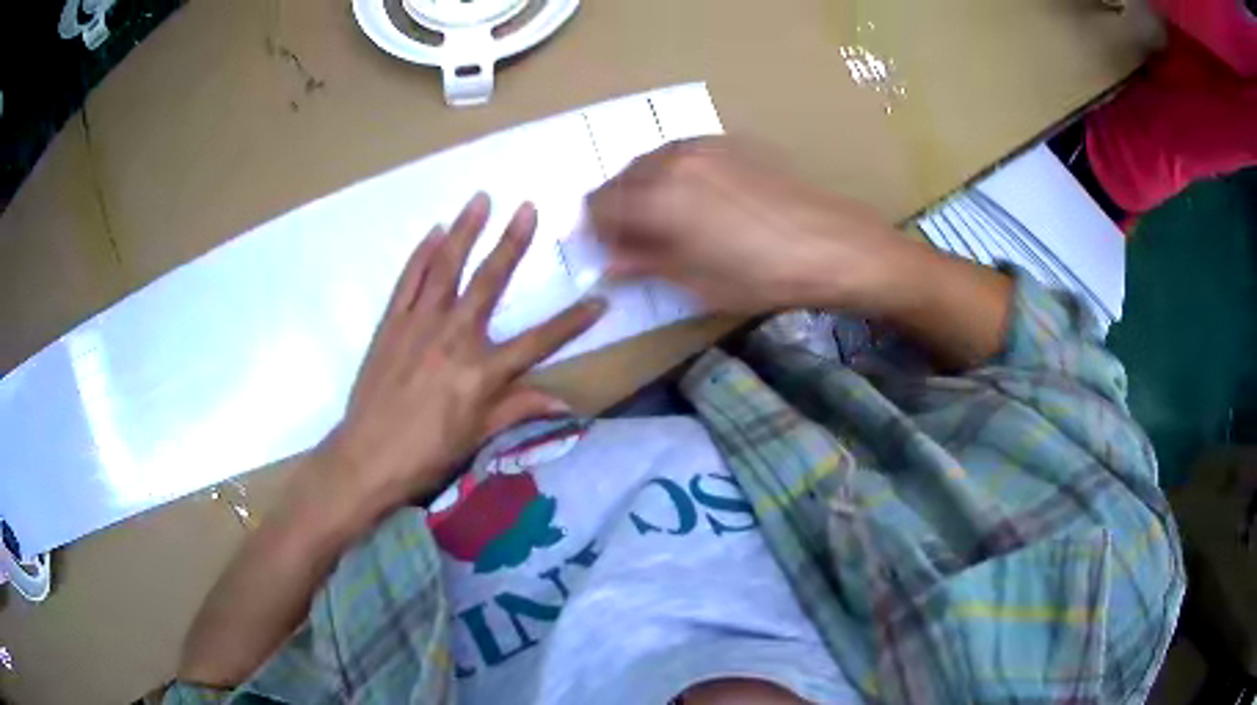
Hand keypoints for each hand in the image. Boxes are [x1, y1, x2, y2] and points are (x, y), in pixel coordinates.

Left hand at [313, 194, 604, 519]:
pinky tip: (435, 231)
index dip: (573, 323)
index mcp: (482, 371)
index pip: (539, 342)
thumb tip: (565, 403)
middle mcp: (455, 337)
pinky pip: (408, 280)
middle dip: (513, 242)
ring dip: (465, 231)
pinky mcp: (391, 323)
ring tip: (481, 199)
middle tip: (528, 207)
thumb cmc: (427, 454)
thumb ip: (519, 409)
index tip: (600, 300)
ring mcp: (419, 324)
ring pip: (447, 268)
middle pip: (490, 282)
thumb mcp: (477, 436)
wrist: (366, 457)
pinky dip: (422, 254)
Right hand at [587, 138, 910, 314]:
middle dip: (620, 208)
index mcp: (656, 196)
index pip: (599, 205)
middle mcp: (671, 159)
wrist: (831, 243)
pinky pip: (682, 155)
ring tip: (669, 221)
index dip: (598, 231)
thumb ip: (644, 263)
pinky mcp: (729, 143)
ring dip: (646, 189)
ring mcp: (702, 146)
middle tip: (639, 240)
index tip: (611, 251)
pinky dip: (675, 175)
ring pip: (651, 163)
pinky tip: (699, 201)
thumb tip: (610, 261)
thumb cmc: (761, 274)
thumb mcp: (696, 281)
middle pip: (621, 178)